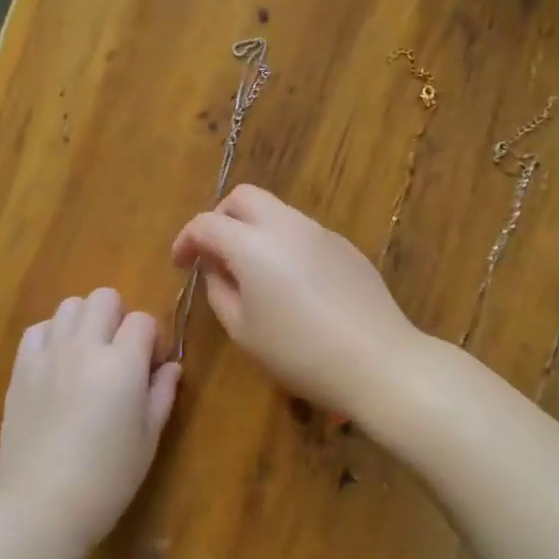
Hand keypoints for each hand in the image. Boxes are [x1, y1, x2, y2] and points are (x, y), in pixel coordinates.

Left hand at [0, 288, 181, 558]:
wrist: (41, 505)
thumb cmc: (107, 478)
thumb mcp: (148, 439)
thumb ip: (162, 394)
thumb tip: (170, 367)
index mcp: (122, 364)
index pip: (143, 320)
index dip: (152, 339)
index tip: (150, 368)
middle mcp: (84, 348)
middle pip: (104, 298)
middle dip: (119, 319)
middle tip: (120, 356)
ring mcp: (48, 355)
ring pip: (69, 306)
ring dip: (85, 322)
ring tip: (87, 356)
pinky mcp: (21, 369)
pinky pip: (38, 329)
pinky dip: (53, 336)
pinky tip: (58, 364)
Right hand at [170, 185, 421, 418]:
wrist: (377, 361)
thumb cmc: (298, 352)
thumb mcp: (243, 330)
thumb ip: (219, 290)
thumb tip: (217, 268)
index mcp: (252, 244)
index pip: (206, 223)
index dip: (186, 240)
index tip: (181, 264)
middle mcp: (287, 225)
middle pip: (244, 197)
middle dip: (220, 218)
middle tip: (214, 253)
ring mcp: (321, 233)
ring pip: (276, 212)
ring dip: (254, 230)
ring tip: (252, 273)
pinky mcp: (346, 247)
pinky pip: (303, 232)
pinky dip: (283, 244)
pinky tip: (292, 285)